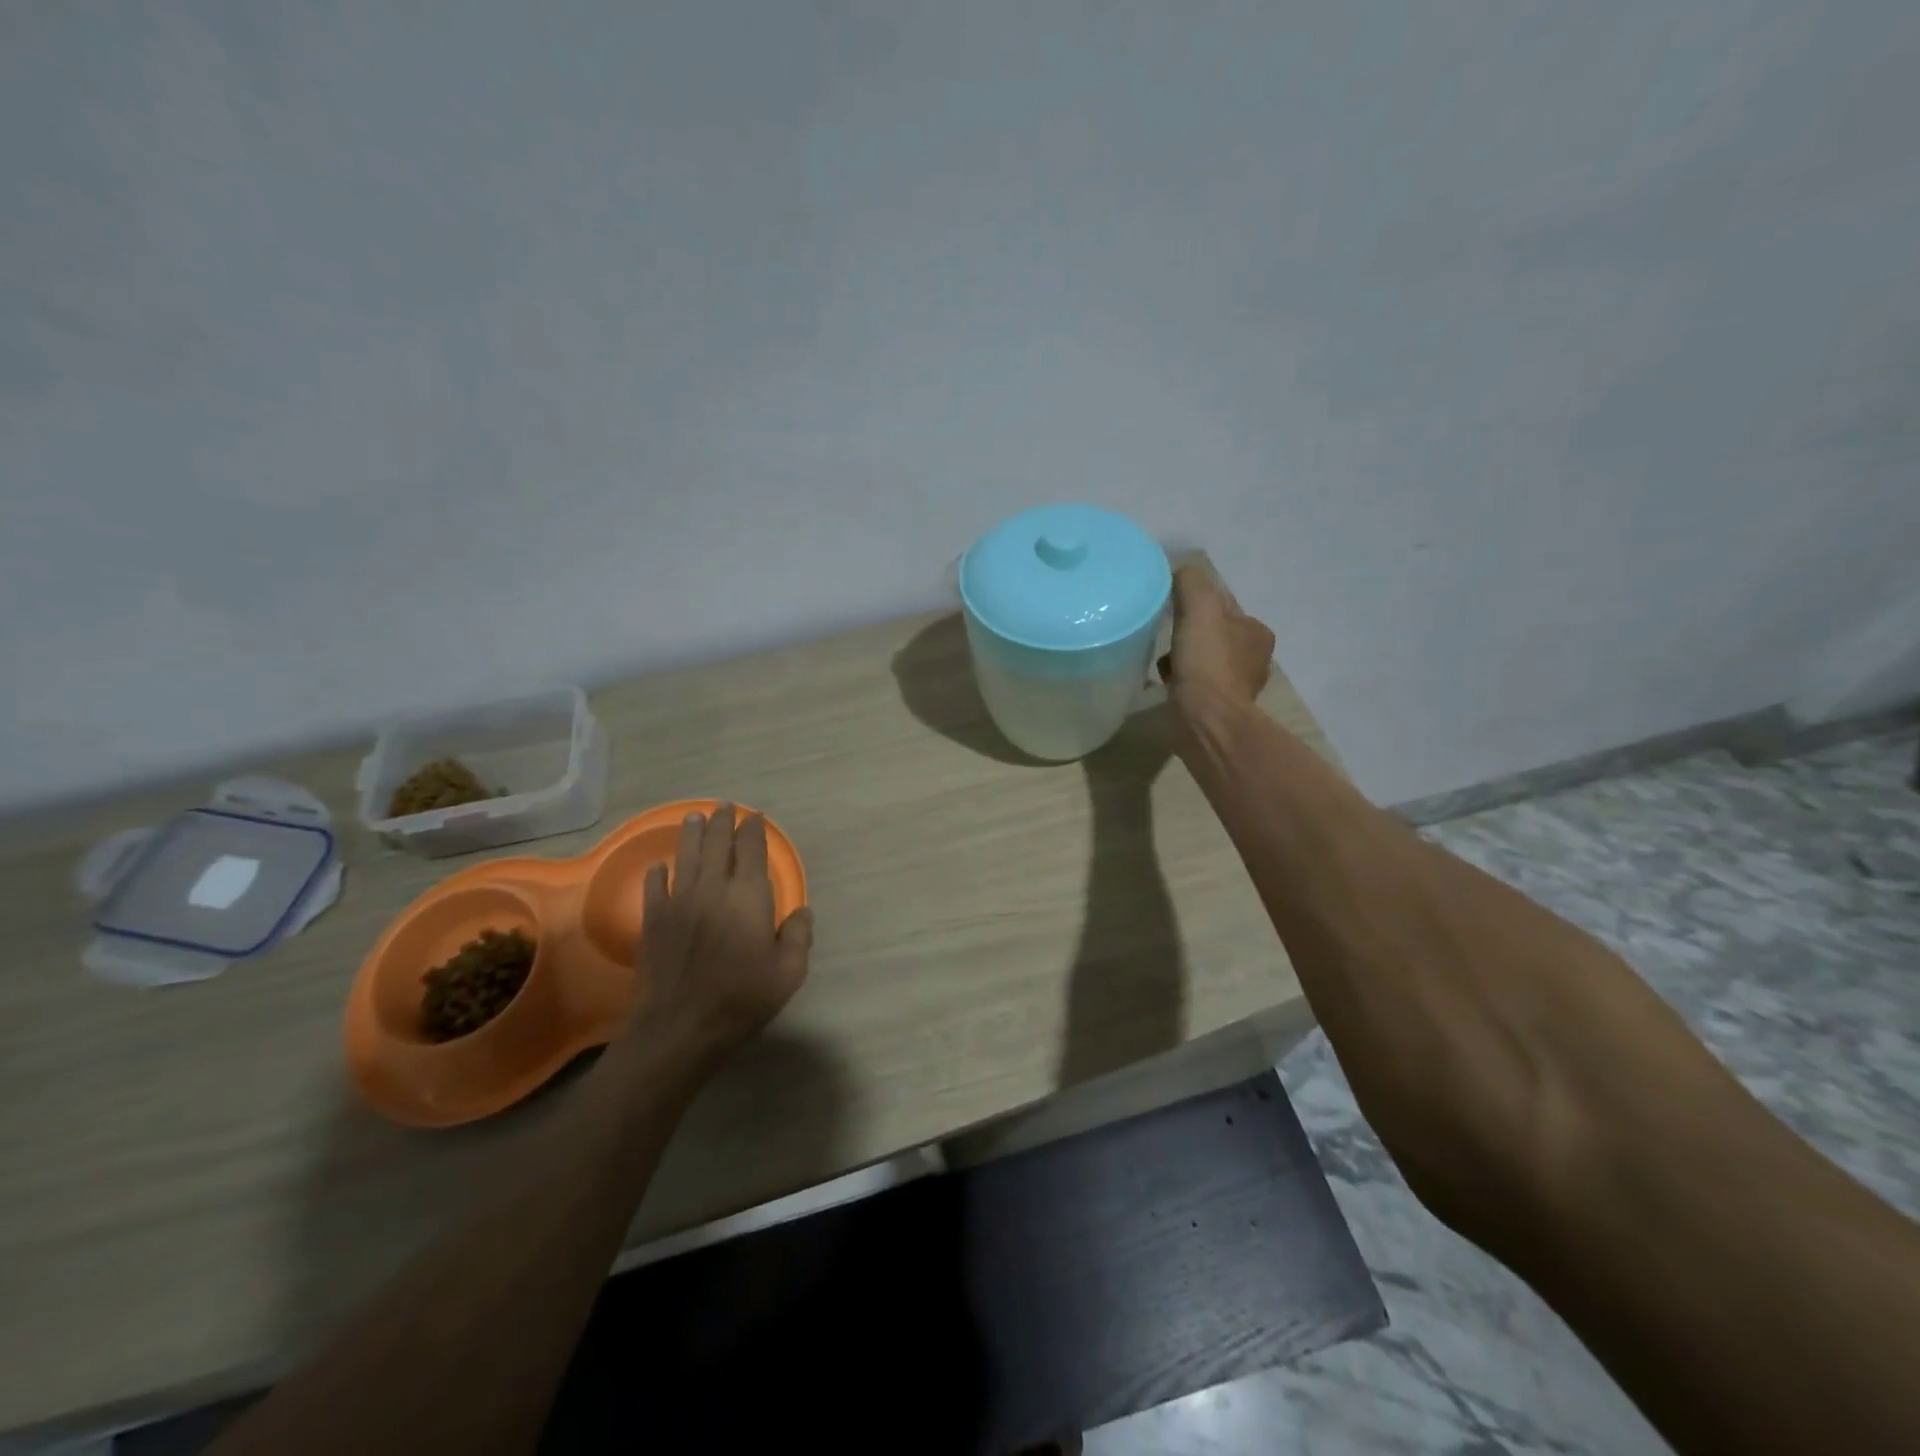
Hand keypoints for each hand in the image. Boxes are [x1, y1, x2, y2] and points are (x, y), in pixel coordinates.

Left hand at [634, 804, 813, 1064]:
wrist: (680, 1028)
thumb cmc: (741, 1000)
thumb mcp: (788, 974)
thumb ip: (799, 937)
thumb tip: (801, 911)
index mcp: (748, 897)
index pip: (752, 851)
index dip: (754, 831)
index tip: (755, 818)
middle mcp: (713, 889)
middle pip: (717, 844)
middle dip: (722, 822)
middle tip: (725, 807)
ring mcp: (679, 902)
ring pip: (687, 857)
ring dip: (692, 834)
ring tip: (695, 817)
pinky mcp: (654, 921)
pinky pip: (655, 887)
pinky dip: (659, 873)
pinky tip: (660, 867)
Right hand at [1160, 563, 1275, 723]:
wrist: (1206, 719)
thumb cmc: (1207, 662)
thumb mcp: (1199, 607)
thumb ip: (1190, 582)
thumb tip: (1180, 570)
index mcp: (1256, 633)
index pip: (1223, 607)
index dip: (1196, 604)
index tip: (1173, 609)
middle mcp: (1253, 659)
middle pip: (1212, 635)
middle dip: (1189, 635)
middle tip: (1167, 635)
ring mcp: (1236, 687)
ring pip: (1202, 661)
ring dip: (1183, 659)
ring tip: (1165, 662)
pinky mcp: (1217, 709)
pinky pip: (1194, 685)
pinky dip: (1180, 681)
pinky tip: (1166, 683)